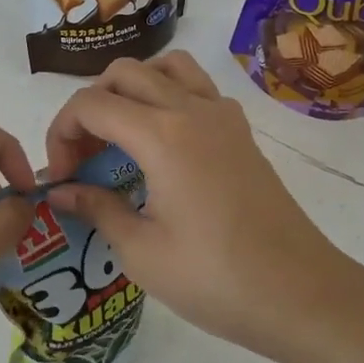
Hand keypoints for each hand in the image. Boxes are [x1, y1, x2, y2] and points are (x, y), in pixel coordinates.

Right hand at [43, 52, 363, 362]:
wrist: (302, 295)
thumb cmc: (216, 278)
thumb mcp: (142, 252)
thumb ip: (97, 209)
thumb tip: (61, 193)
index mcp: (162, 135)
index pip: (90, 104)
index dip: (62, 133)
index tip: (62, 178)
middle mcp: (192, 109)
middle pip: (124, 73)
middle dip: (90, 108)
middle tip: (85, 158)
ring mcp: (223, 116)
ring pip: (165, 68)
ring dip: (132, 89)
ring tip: (121, 136)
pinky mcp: (241, 132)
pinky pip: (196, 88)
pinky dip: (167, 97)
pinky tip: (163, 145)